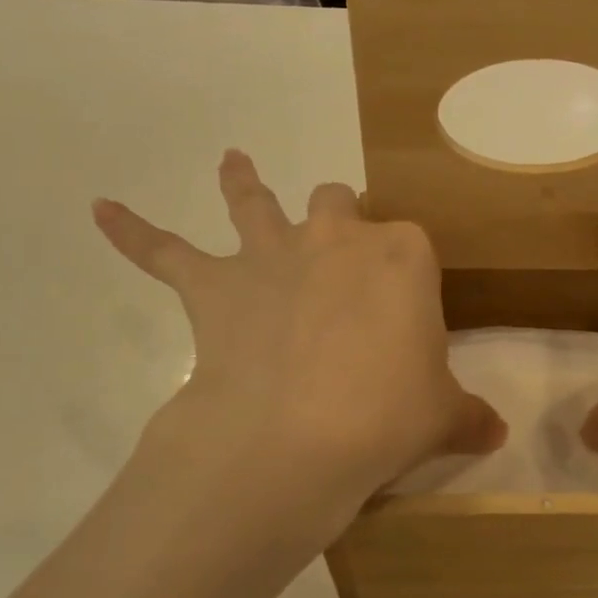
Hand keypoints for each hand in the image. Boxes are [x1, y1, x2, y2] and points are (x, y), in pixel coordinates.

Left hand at [93, 151, 504, 542]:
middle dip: (341, 216)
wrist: (296, 436)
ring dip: (243, 182)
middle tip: (341, 247)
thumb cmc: (386, 415)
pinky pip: (164, 252)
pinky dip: (133, 232)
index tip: (406, 314)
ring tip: (231, 161)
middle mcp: (336, 239)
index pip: (410, 245)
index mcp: (402, 256)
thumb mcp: (442, 416)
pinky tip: (100, 210)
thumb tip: (498, 433)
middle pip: (339, 204)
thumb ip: (471, 417)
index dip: (407, 274)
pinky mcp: (215, 286)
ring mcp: (272, 255)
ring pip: (255, 203)